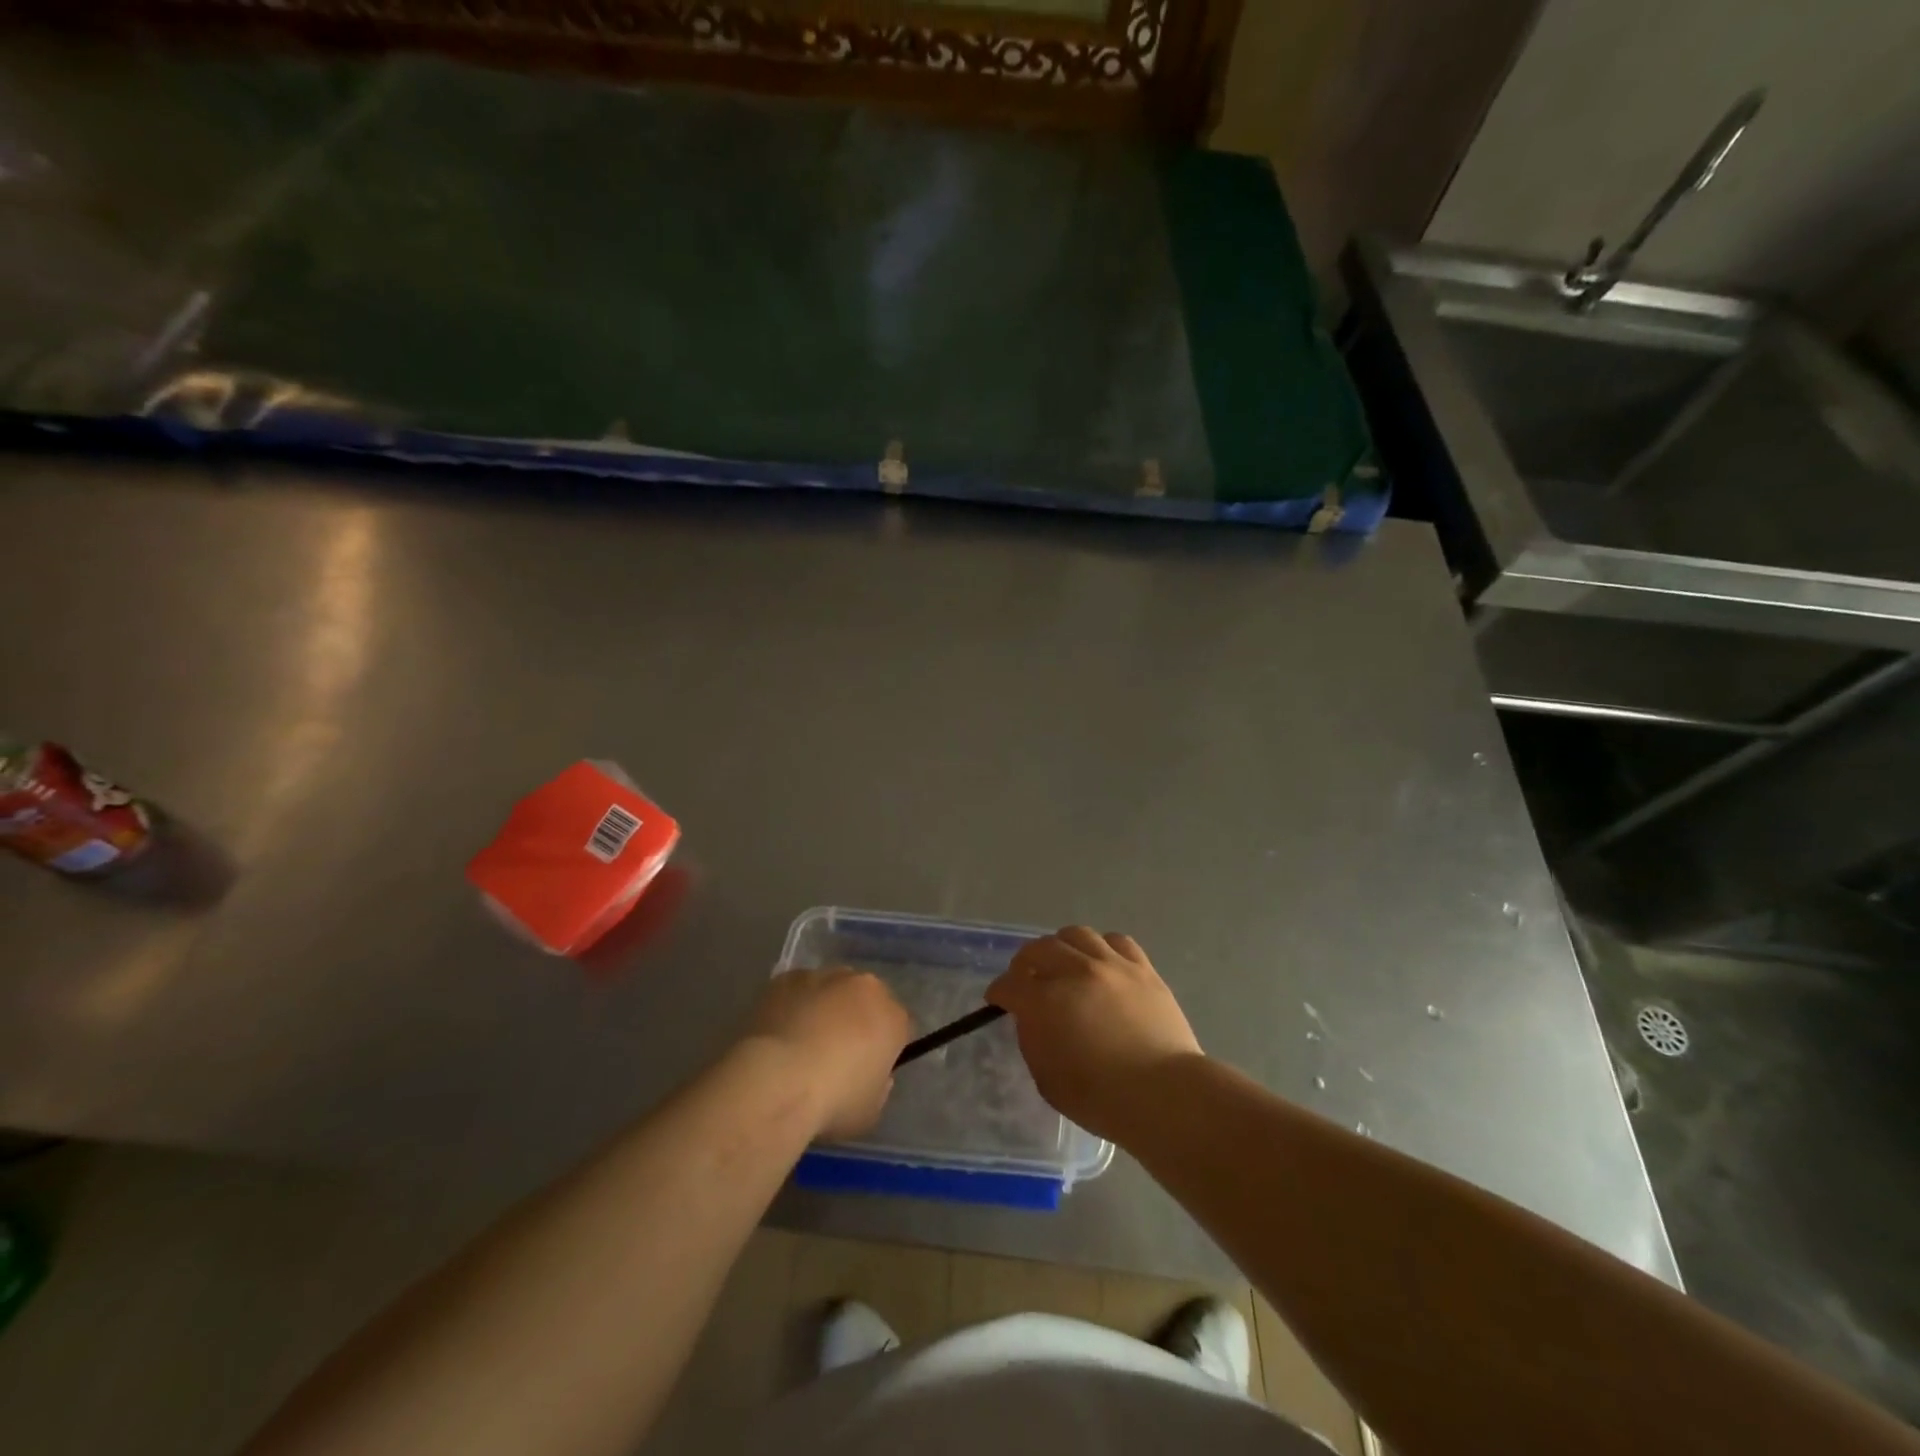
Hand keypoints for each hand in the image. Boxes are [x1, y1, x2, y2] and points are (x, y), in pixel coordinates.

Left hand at [745, 969, 912, 1141]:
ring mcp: (824, 976)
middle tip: (836, 1053)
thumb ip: (878, 1086)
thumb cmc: (832, 1101)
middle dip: (856, 1019)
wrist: (777, 1081)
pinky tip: (778, 1033)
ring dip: (824, 1008)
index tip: (869, 1068)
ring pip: (830, 989)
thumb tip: (868, 1072)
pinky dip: (793, 1005)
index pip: (898, 1026)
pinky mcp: (787, 978)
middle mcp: (863, 986)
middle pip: (865, 999)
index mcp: (892, 1017)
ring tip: (801, 1042)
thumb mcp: (870, 1110)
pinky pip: (796, 990)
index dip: (885, 1047)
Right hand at [987, 927, 1201, 1142]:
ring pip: (1076, 935)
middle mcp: (1075, 972)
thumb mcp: (1048, 1079)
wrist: (1165, 1094)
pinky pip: (1116, 941)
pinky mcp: (1142, 968)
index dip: (999, 991)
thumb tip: (1032, 1017)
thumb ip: (1033, 1039)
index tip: (997, 999)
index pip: (1010, 984)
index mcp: (1045, 1002)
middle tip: (1025, 977)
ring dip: (1061, 946)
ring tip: (1063, 962)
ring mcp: (1111, 965)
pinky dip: (1101, 947)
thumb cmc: (1101, 1098)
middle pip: (1039, 949)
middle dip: (1024, 962)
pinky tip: (1101, 962)